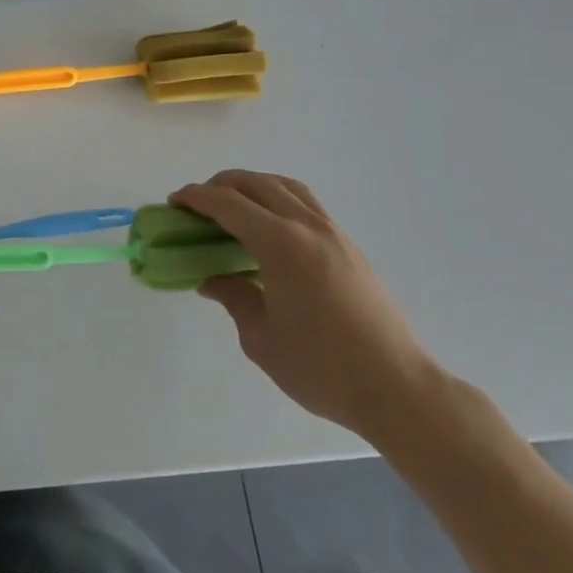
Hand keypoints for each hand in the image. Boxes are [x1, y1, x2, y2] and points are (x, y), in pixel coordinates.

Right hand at [172, 171, 440, 443]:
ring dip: (253, 186)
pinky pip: (306, 204)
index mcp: (281, 244)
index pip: (228, 204)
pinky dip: (278, 201)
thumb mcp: (261, 338)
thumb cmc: (322, 367)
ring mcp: (334, 234)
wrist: (399, 389)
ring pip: (286, 187)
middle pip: (256, 183)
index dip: (195, 197)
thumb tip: (215, 280)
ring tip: (233, 207)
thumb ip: (234, 297)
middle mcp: (307, 227)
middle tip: (197, 205)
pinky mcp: (350, 248)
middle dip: (220, 185)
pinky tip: (269, 230)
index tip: (174, 202)